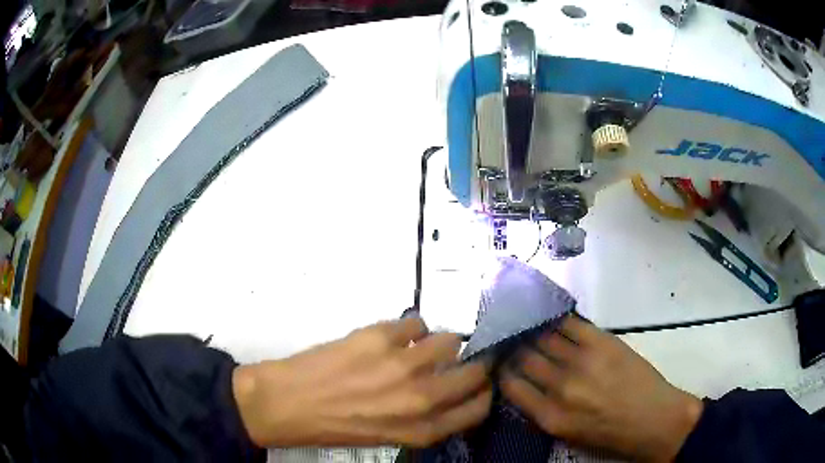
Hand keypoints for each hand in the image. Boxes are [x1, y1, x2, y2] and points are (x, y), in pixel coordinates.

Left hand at [233, 317, 491, 447]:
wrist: (286, 403)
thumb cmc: (334, 427)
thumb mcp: (387, 436)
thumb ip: (422, 419)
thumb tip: (444, 392)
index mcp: (422, 429)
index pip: (478, 408)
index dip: (483, 392)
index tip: (478, 383)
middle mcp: (421, 398)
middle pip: (474, 372)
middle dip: (472, 364)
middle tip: (456, 360)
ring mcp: (402, 364)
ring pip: (449, 340)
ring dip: (439, 343)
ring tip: (419, 347)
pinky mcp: (380, 336)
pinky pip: (415, 322)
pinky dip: (410, 328)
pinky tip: (394, 337)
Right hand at [500, 316, 702, 461]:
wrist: (653, 419)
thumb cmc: (609, 434)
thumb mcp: (567, 435)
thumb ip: (541, 412)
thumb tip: (523, 386)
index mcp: (549, 417)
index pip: (511, 386)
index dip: (502, 371)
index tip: (501, 362)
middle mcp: (560, 388)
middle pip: (525, 357)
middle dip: (515, 348)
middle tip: (512, 340)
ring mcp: (581, 362)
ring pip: (544, 337)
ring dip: (532, 331)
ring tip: (526, 324)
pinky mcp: (601, 342)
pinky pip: (569, 324)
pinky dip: (556, 319)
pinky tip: (549, 316)